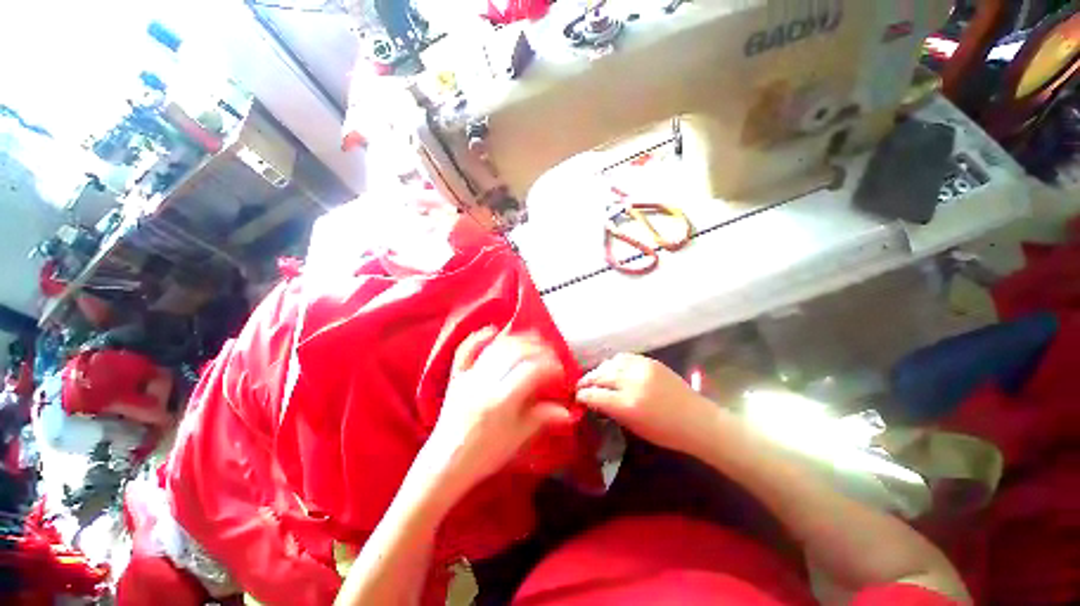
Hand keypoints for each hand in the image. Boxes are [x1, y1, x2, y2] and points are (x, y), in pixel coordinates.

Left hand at [424, 328, 572, 498]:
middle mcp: (484, 383)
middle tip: (551, 354)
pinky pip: (465, 350)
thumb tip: (568, 410)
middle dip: (538, 349)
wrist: (445, 464)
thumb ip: (541, 419)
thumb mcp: (517, 440)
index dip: (550, 367)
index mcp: (501, 401)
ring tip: (533, 339)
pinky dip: (479, 337)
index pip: (531, 371)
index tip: (560, 372)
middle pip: (515, 353)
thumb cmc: (484, 455)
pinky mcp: (456, 377)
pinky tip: (493, 330)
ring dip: (517, 339)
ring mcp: (468, 377)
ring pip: (495, 348)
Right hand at [576, 353, 720, 454]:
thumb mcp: (634, 427)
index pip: (595, 394)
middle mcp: (632, 382)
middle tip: (580, 386)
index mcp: (628, 405)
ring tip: (595, 376)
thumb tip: (594, 400)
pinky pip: (624, 358)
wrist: (698, 420)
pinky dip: (613, 363)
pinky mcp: (650, 361)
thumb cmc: (667, 433)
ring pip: (610, 363)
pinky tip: (612, 368)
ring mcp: (642, 368)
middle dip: (586, 380)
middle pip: (600, 376)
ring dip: (599, 370)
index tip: (576, 396)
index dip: (582, 395)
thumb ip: (612, 411)